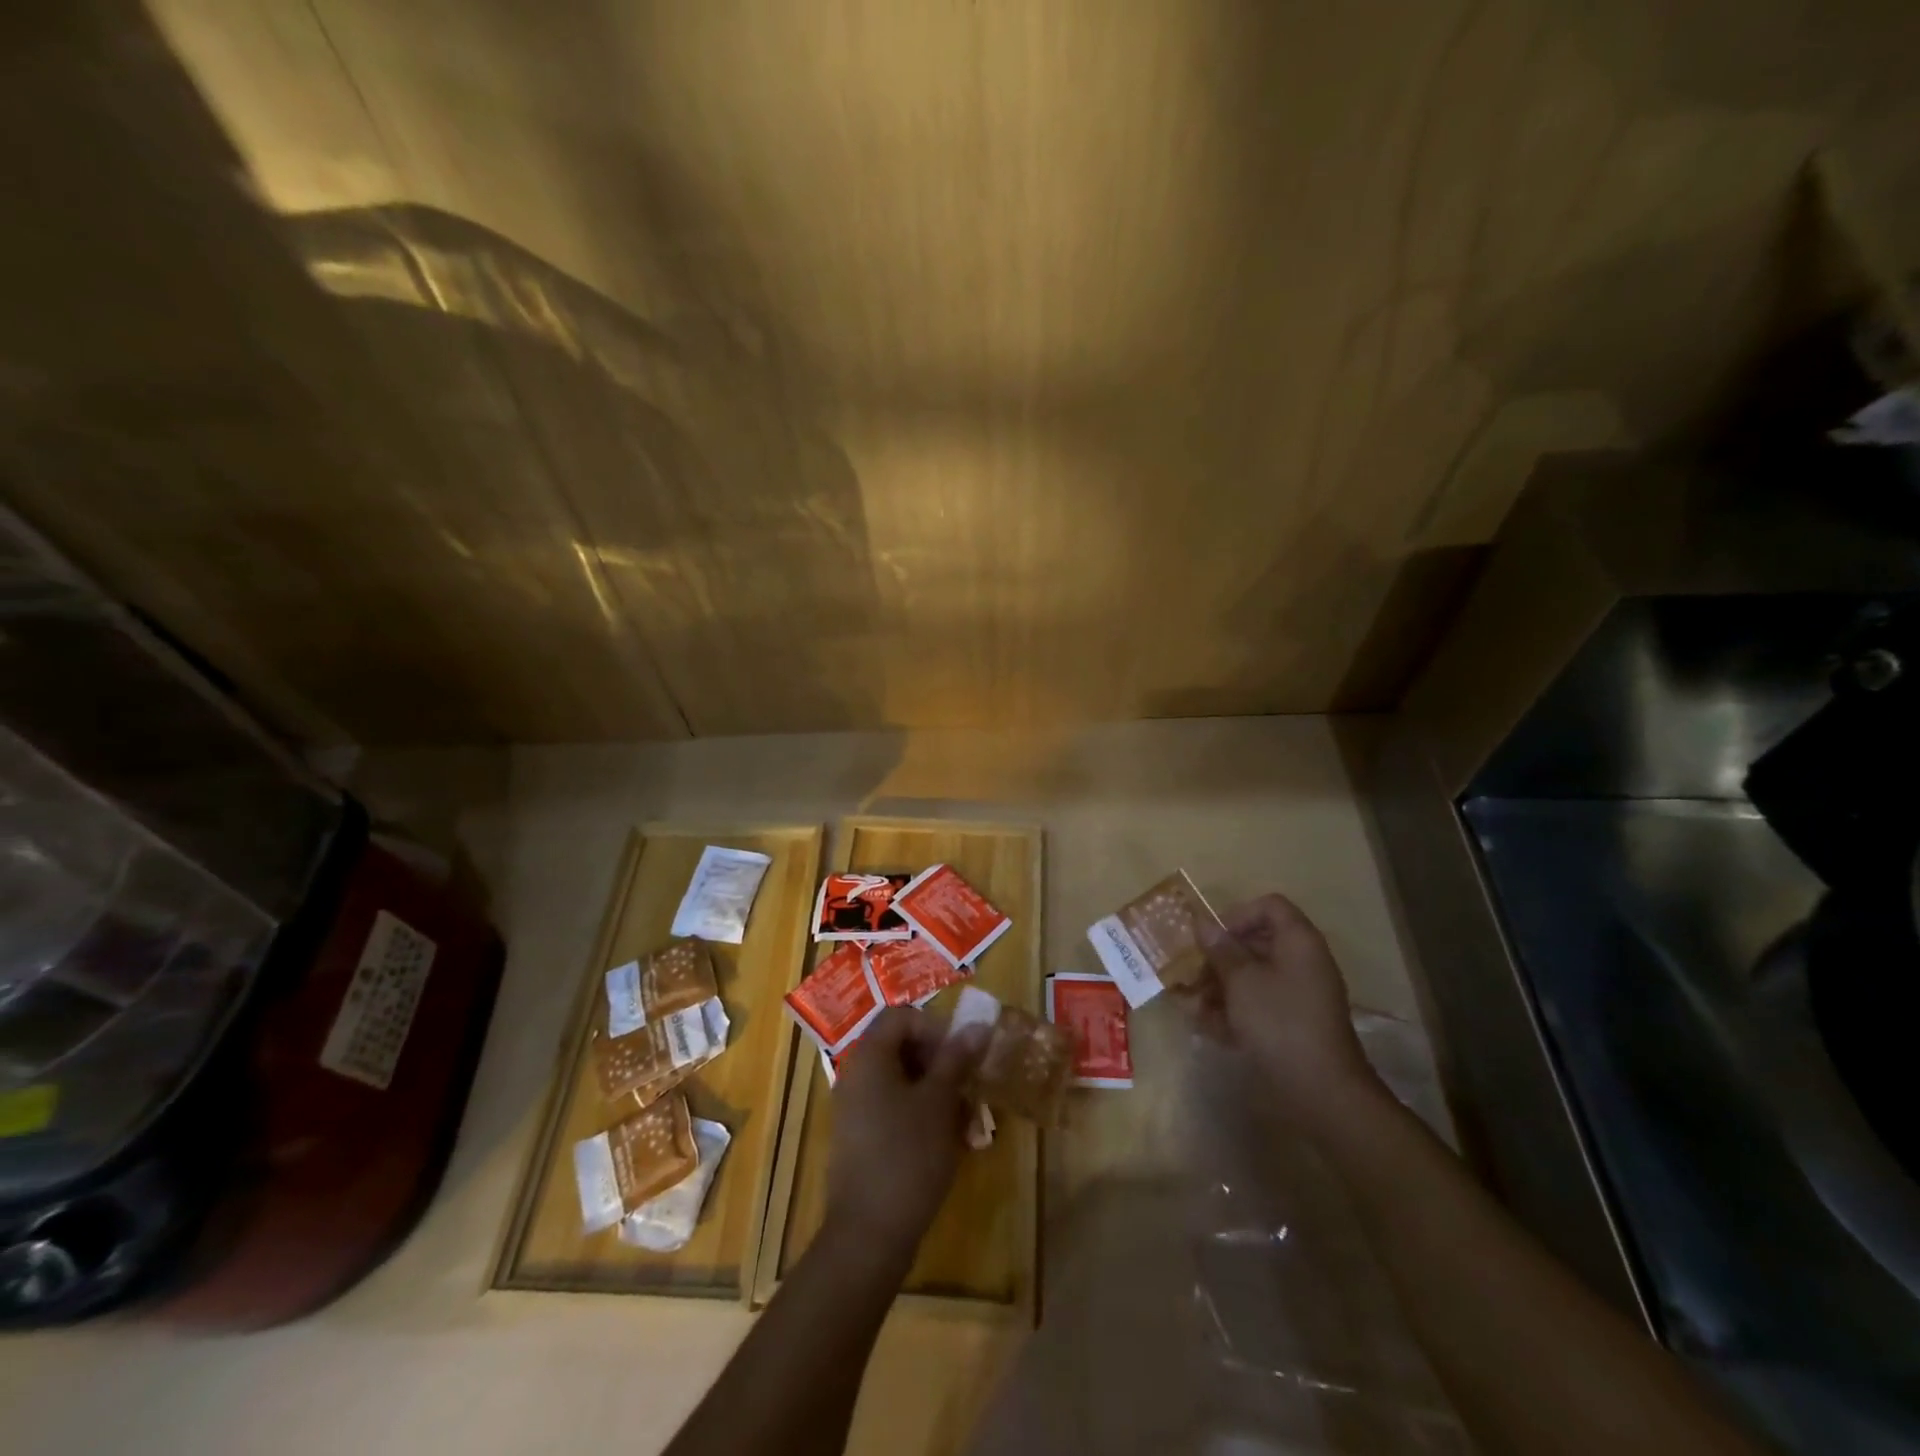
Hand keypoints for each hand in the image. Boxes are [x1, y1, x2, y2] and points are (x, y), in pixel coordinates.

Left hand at [824, 1008, 989, 1257]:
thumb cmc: (908, 1156)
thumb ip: (956, 1059)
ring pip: (901, 1080)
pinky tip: (948, 1140)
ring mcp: (855, 1108)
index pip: (902, 1017)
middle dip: (940, 1060)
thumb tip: (977, 1026)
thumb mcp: (940, 1102)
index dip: (935, 1027)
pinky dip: (921, 1113)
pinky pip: (893, 1108)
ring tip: (965, 1117)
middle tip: (968, 1084)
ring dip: (936, 1089)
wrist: (868, 1234)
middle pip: (900, 1046)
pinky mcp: (861, 1138)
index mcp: (869, 1056)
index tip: (962, 1054)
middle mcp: (856, 1074)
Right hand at [1192, 894, 1380, 1132]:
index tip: (1212, 939)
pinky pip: (1259, 1005)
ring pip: (1253, 976)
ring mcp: (1299, 995)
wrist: (1321, 1092)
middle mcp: (1302, 962)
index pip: (1269, 907)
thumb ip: (1220, 949)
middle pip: (1256, 942)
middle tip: (1192, 973)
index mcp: (1298, 942)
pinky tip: (1207, 1026)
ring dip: (1220, 986)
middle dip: (1220, 957)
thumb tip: (1202, 923)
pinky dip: (1234, 1011)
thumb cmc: (1279, 1023)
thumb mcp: (1241, 981)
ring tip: (1191, 1005)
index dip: (1237, 915)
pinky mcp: (1293, 1024)